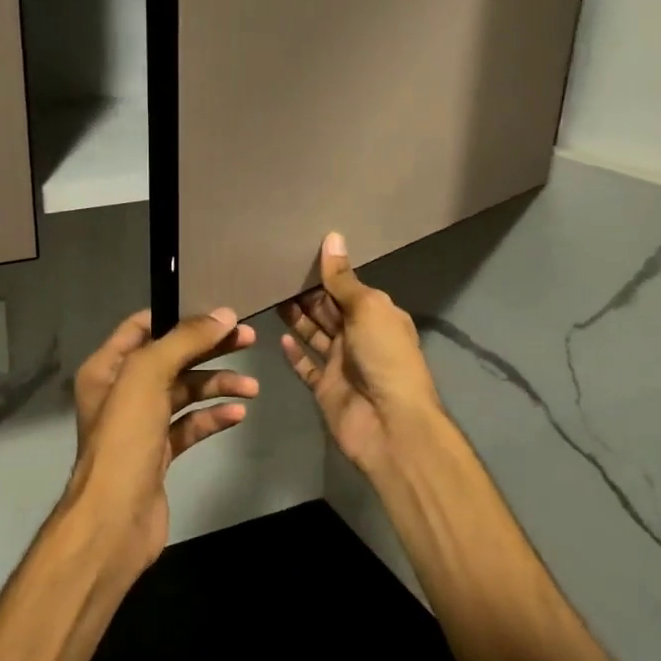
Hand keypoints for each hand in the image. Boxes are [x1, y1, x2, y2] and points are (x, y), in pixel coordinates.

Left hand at [62, 307, 258, 576]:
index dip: (179, 316)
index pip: (142, 326)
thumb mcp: (148, 375)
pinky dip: (213, 417)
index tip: (218, 313)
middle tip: (248, 339)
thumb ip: (184, 341)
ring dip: (217, 385)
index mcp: (107, 367)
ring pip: (184, 392)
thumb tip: (223, 314)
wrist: (115, 519)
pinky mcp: (159, 453)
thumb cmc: (125, 438)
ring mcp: (141, 424)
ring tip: (251, 388)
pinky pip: (190, 425)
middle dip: (209, 348)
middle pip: (171, 358)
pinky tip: (237, 414)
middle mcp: (121, 391)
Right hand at [279, 233, 443, 478]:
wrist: (389, 424)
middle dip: (306, 294)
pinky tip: (278, 338)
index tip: (296, 254)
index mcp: (377, 315)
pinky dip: (294, 354)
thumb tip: (332, 237)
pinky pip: (306, 367)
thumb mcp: (367, 308)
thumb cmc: (384, 357)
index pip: (347, 288)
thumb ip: (344, 279)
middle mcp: (360, 336)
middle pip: (328, 310)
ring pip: (314, 335)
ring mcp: (342, 364)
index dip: (325, 273)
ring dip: (296, 319)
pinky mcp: (326, 388)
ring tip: (270, 297)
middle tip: (274, 272)